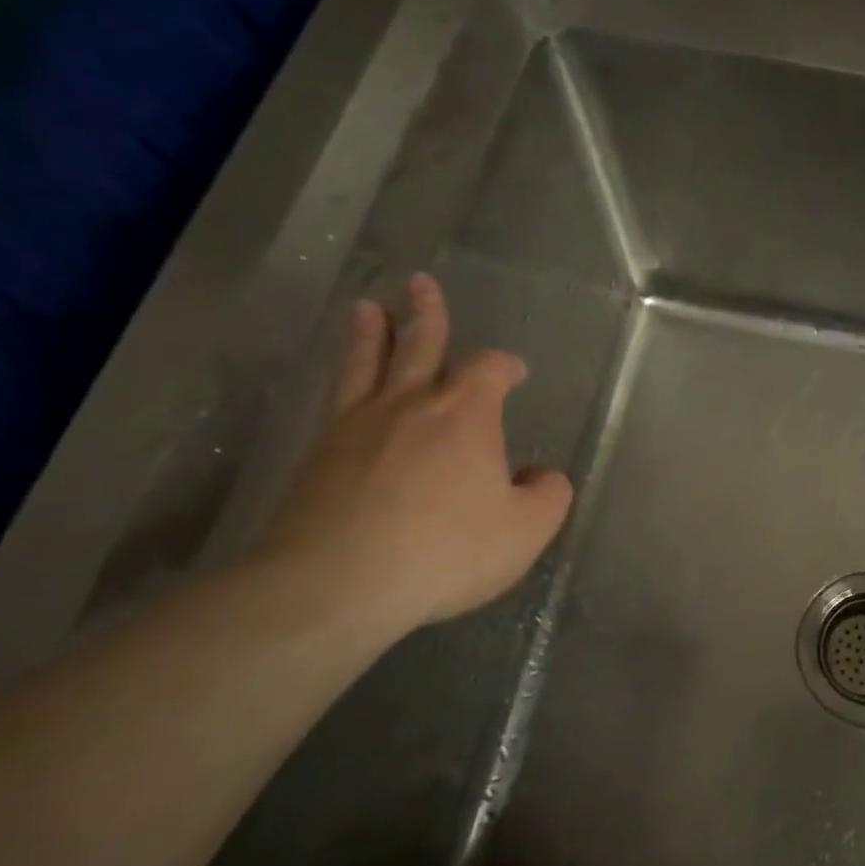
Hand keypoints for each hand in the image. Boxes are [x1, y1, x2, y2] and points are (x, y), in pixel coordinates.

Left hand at [253, 273, 572, 638]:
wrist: (337, 582)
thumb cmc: (446, 550)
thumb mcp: (525, 530)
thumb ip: (547, 496)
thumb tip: (541, 476)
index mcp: (466, 415)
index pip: (488, 369)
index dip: (504, 365)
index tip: (514, 371)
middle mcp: (410, 405)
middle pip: (419, 345)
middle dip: (426, 314)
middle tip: (420, 283)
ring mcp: (356, 426)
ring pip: (366, 364)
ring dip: (371, 334)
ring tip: (367, 309)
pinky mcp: (317, 454)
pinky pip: (335, 401)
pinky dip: (344, 380)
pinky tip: (344, 386)